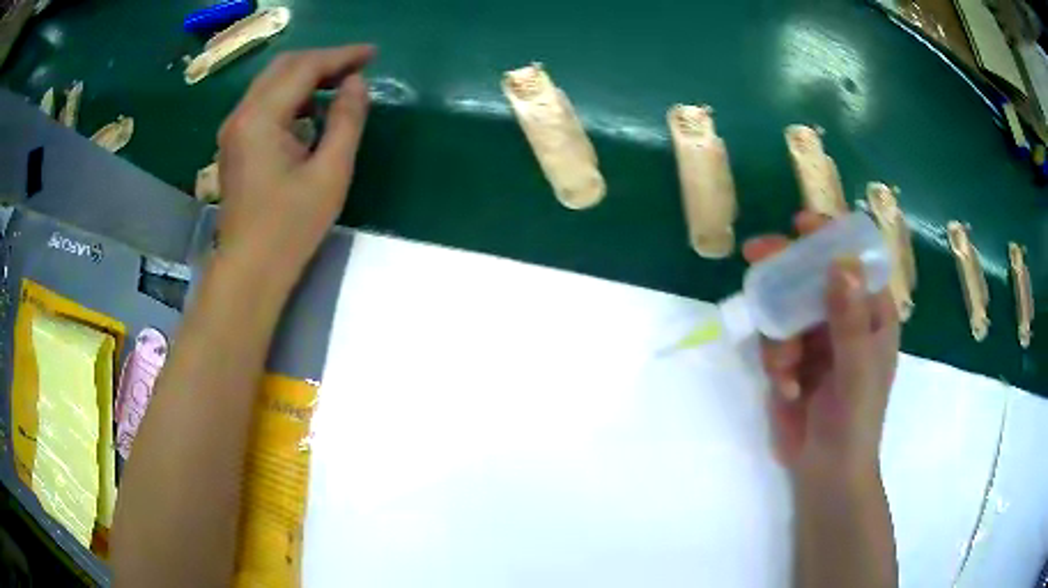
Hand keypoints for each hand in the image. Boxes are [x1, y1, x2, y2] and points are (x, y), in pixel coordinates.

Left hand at [216, 45, 374, 275]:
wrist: (250, 269)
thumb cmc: (291, 227)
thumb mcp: (330, 173)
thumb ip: (346, 120)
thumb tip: (356, 83)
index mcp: (261, 118)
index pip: (304, 68)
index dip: (341, 56)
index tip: (372, 54)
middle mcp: (241, 115)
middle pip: (283, 67)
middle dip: (322, 60)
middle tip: (357, 66)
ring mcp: (233, 129)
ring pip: (271, 83)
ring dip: (306, 76)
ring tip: (339, 84)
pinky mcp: (234, 144)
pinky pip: (263, 103)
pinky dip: (290, 96)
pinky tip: (310, 110)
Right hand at [743, 211, 899, 482]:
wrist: (825, 472)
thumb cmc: (854, 421)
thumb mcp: (856, 370)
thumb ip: (849, 320)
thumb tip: (840, 262)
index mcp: (870, 313)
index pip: (854, 261)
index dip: (830, 238)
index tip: (801, 224)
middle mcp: (844, 318)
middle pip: (813, 276)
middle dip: (786, 270)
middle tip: (756, 254)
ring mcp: (817, 339)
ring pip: (788, 308)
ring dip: (780, 337)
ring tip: (785, 372)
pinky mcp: (793, 360)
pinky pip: (774, 341)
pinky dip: (775, 363)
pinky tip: (785, 389)